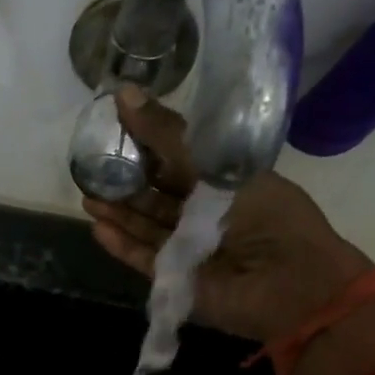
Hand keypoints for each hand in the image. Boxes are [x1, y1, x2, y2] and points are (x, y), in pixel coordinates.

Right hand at [80, 86, 372, 342]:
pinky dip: (121, 245)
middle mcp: (203, 215)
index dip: (146, 147)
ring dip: (118, 213)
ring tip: (87, 195)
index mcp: (224, 182)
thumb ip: (169, 136)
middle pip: (156, 197)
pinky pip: (142, 258)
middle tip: (90, 167)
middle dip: (125, 183)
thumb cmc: (266, 214)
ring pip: (145, 227)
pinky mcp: (174, 279)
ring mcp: (187, 249)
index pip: (176, 161)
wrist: (287, 281)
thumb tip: (124, 93)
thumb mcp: (217, 164)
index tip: (114, 130)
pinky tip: (98, 227)